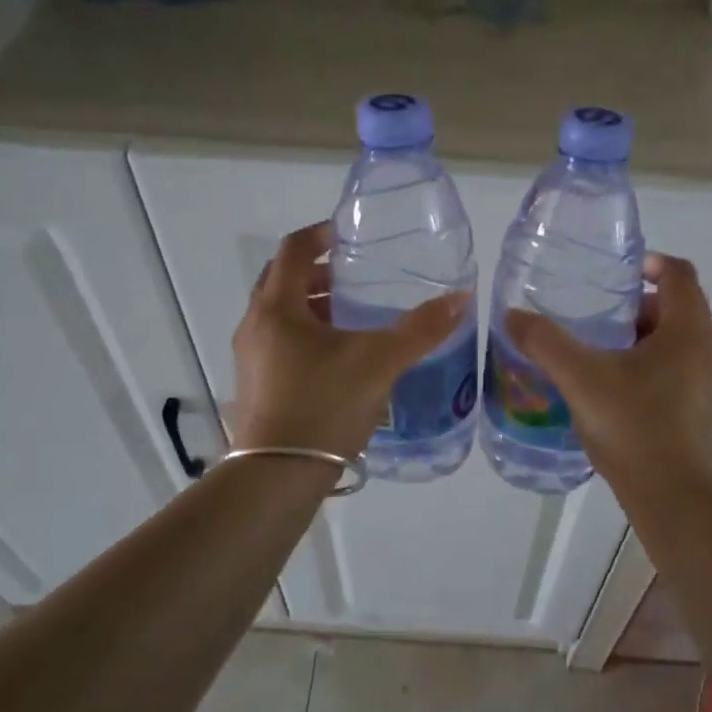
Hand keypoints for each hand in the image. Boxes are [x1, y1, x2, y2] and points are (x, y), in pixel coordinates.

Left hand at [232, 221, 470, 458]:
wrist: (277, 477)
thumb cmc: (323, 406)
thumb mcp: (379, 362)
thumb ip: (420, 329)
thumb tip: (460, 298)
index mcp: (277, 307)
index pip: (293, 250)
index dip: (321, 234)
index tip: (350, 235)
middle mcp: (256, 325)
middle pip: (284, 280)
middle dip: (320, 272)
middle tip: (357, 276)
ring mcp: (251, 357)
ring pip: (282, 314)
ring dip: (314, 306)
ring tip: (354, 316)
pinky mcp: (256, 385)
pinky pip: (281, 342)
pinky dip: (308, 334)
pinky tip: (340, 357)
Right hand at [506, 253, 711, 488]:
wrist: (671, 497)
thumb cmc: (634, 426)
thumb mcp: (581, 378)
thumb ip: (545, 342)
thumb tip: (512, 315)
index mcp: (686, 332)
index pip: (679, 274)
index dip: (650, 262)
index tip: (614, 270)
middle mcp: (701, 351)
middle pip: (673, 307)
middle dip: (632, 303)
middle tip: (593, 312)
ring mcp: (699, 383)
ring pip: (668, 341)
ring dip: (634, 336)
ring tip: (591, 347)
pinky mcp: (690, 409)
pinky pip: (666, 369)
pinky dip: (639, 364)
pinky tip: (603, 385)